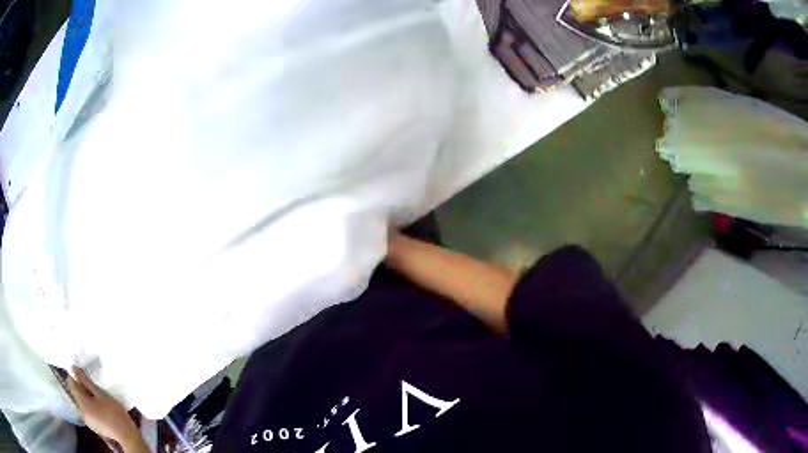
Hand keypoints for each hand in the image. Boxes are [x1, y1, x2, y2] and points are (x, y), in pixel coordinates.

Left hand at [66, 367, 144, 448]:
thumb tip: (74, 369)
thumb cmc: (115, 413)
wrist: (127, 435)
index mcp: (82, 403)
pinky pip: (87, 411)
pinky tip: (100, 408)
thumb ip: (86, 382)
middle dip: (82, 388)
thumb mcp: (101, 394)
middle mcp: (81, 412)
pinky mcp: (92, 426)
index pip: (72, 384)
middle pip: (77, 395)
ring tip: (98, 398)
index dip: (74, 376)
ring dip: (86, 398)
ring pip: (82, 403)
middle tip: (92, 385)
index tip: (81, 371)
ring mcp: (87, 421)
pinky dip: (90, 407)